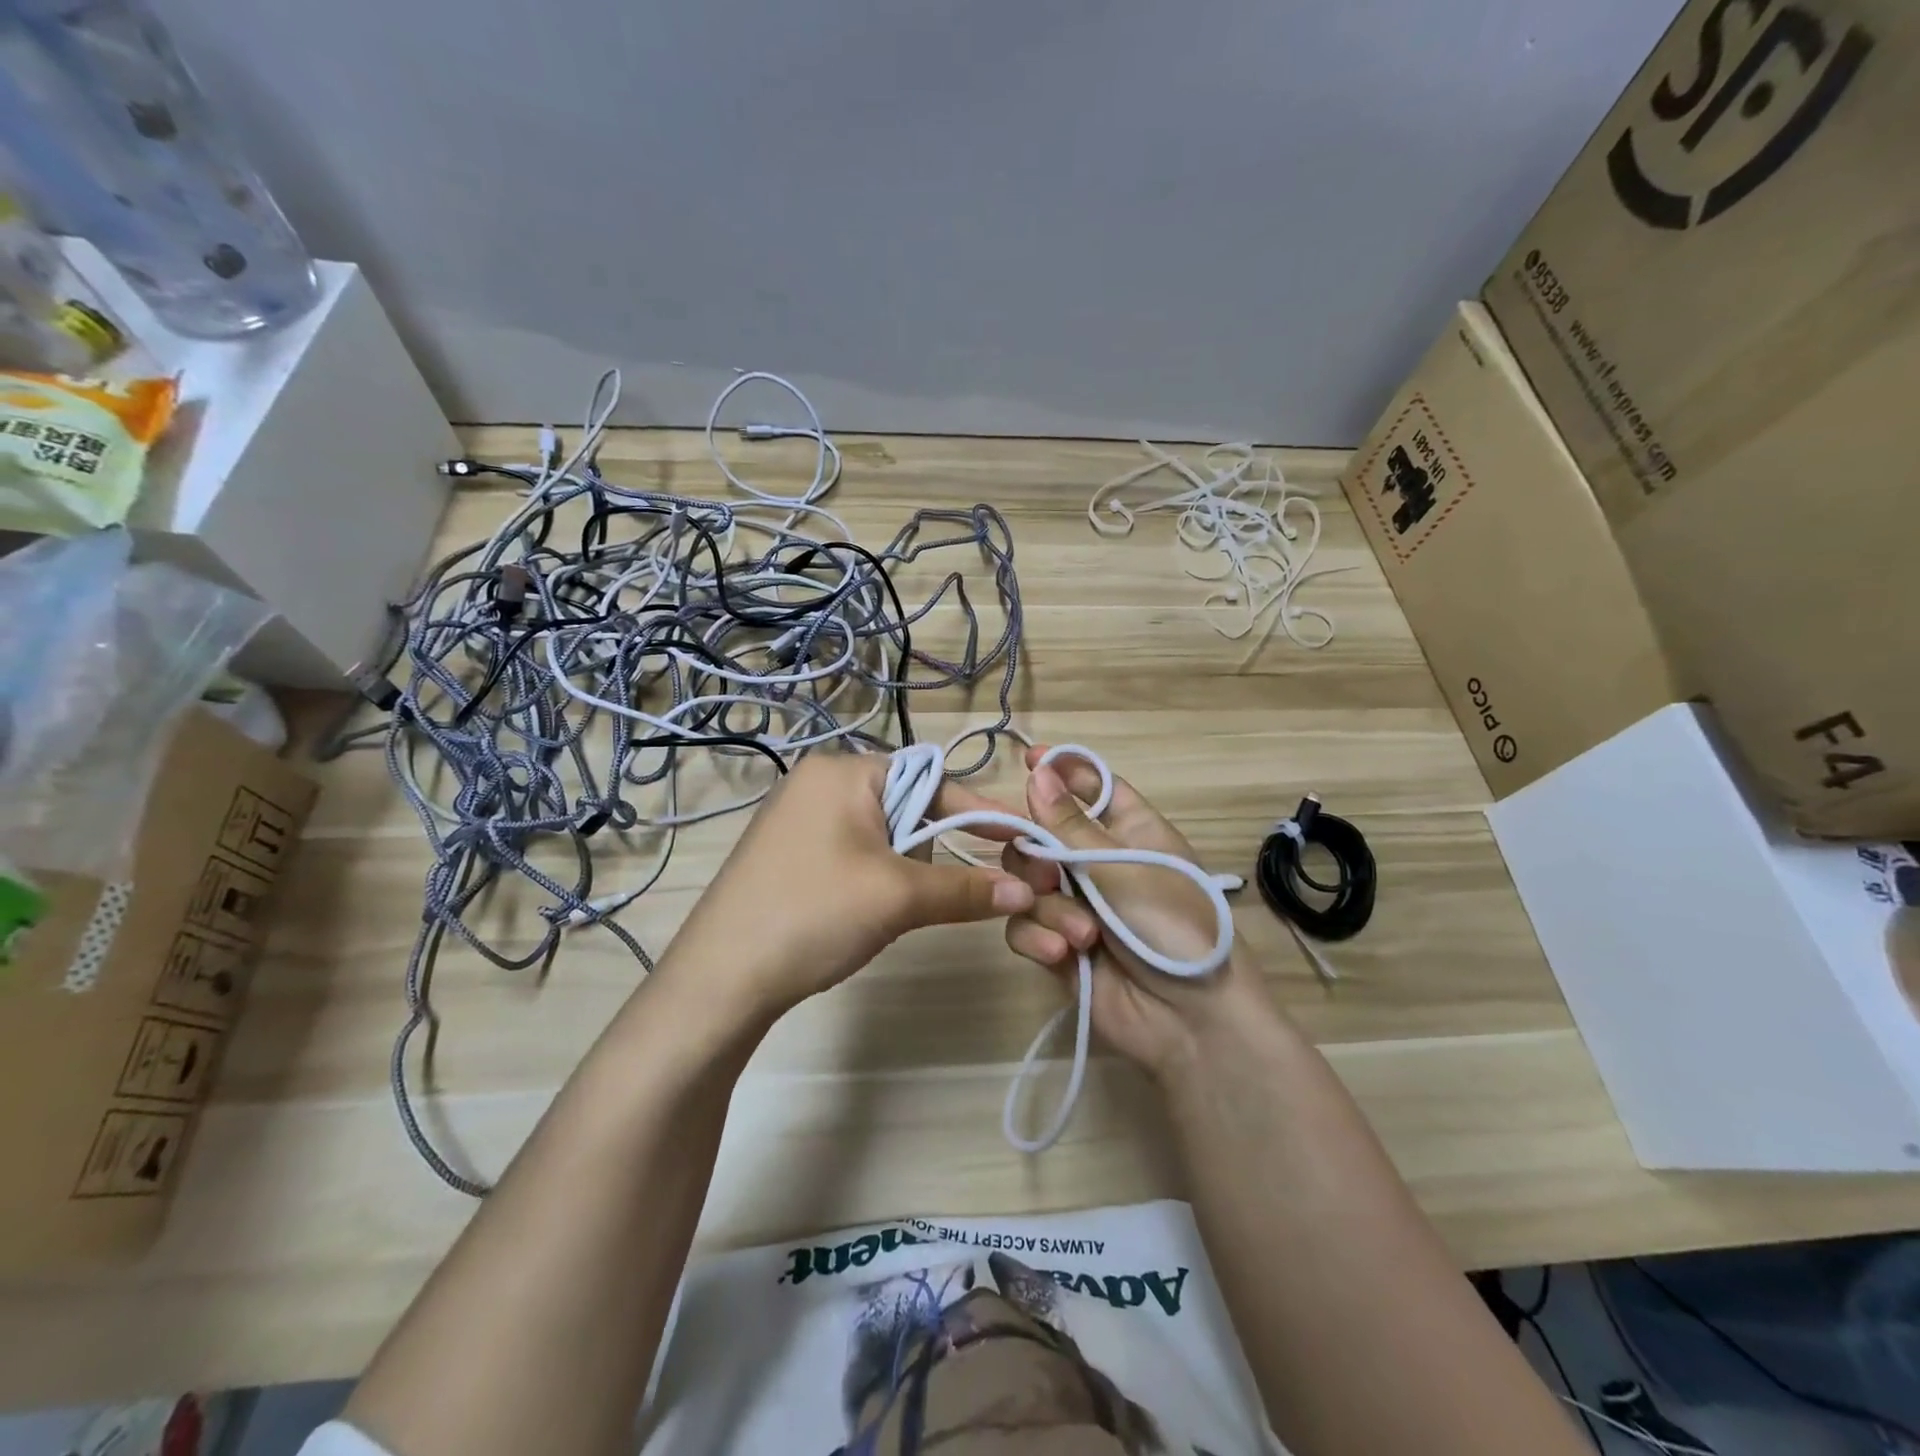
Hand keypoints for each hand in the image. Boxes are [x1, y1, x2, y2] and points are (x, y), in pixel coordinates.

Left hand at [659, 750, 1033, 1019]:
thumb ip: (966, 889)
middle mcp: (818, 781)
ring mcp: (797, 816)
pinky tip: (859, 911)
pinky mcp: (786, 850)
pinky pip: (851, 850)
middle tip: (923, 892)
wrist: (721, 978)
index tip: (1019, 838)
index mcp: (843, 771)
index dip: (977, 812)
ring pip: (881, 833)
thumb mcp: (898, 898)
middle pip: (907, 806)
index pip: (932, 780)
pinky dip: (873, 876)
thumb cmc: (814, 915)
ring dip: (901, 869)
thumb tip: (1025, 891)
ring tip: (884, 909)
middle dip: (928, 850)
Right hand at [1001, 745, 1279, 1079]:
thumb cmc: (1172, 926)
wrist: (1191, 1021)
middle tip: (1048, 873)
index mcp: (1129, 830)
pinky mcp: (1056, 945)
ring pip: (1026, 882)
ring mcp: (1075, 905)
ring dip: (1048, 907)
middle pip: (1041, 834)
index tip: (1029, 758)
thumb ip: (1070, 825)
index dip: (1062, 770)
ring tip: (1081, 935)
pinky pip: (1024, 925)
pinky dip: (1038, 938)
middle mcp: (1097, 862)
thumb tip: (1038, 772)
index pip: (1091, 786)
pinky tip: (1063, 955)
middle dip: (1036, 853)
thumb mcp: (1123, 868)